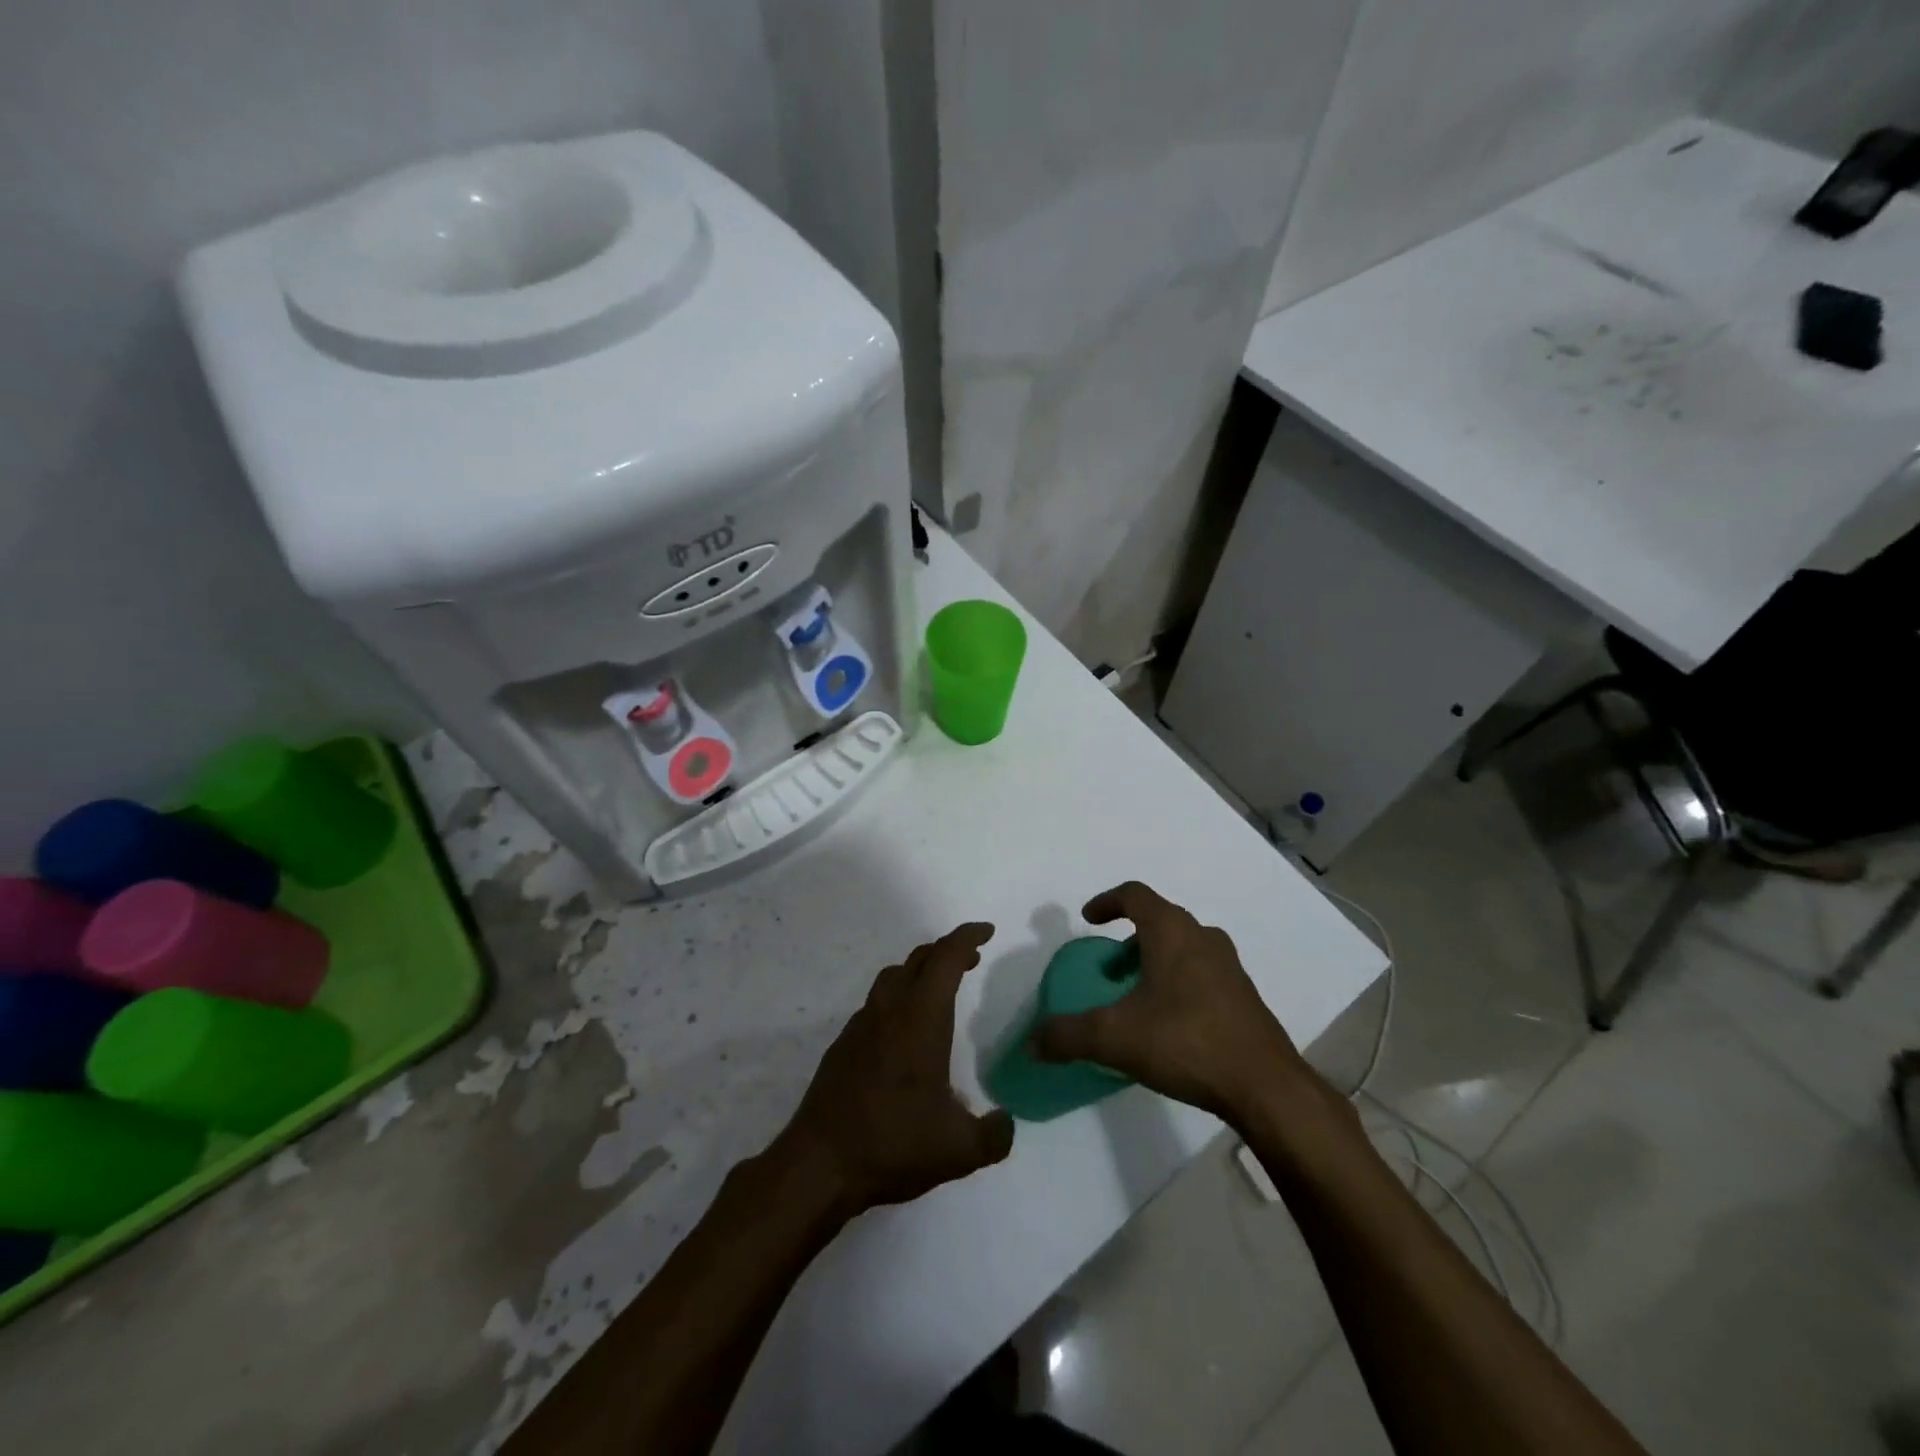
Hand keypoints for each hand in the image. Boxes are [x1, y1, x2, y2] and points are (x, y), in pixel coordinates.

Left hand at [776, 923, 1014, 1217]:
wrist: (819, 1165)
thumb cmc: (894, 1143)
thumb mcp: (959, 1150)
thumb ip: (994, 1135)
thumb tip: (1006, 1123)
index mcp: (921, 1018)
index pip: (946, 958)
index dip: (968, 937)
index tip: (987, 931)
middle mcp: (890, 1010)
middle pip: (919, 959)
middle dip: (948, 951)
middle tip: (972, 959)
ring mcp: (861, 1025)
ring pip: (893, 978)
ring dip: (920, 972)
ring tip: (939, 991)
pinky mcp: (843, 1046)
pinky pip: (876, 1005)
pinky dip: (897, 1000)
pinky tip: (905, 1035)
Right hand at [1033, 882, 1312, 1118]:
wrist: (1265, 1086)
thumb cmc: (1185, 1042)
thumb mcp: (1114, 1038)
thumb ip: (1068, 1036)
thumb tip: (1032, 1043)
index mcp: (1171, 931)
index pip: (1135, 895)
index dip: (1107, 902)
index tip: (1089, 919)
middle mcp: (1202, 937)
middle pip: (1160, 920)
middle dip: (1129, 938)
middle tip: (1109, 969)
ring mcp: (1229, 966)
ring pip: (1184, 947)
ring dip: (1155, 960)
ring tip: (1136, 996)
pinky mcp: (1244, 996)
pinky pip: (1202, 972)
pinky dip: (1178, 981)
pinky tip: (1169, 1022)